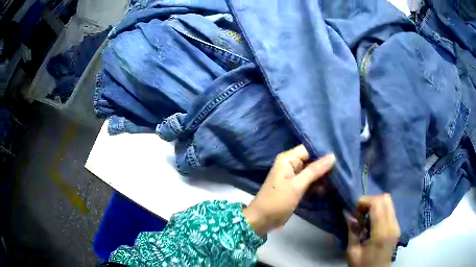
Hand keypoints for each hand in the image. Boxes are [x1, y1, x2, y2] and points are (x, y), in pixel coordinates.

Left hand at [242, 144, 334, 235]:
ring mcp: (294, 176)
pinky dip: (318, 183)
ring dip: (323, 175)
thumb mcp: (297, 185)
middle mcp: (291, 164)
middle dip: (325, 164)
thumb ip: (315, 170)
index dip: (323, 151)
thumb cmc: (278, 200)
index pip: (308, 149)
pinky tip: (331, 185)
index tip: (340, 153)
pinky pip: (310, 181)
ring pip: (312, 171)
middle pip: (311, 160)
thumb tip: (332, 156)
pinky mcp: (296, 187)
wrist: (263, 219)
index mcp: (288, 159)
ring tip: (341, 175)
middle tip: (343, 165)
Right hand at [346, 194, 400, 266]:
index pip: (378, 204)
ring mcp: (397, 225)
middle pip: (386, 199)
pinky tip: (372, 221)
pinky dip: (380, 209)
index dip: (365, 201)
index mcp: (381, 233)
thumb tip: (347, 213)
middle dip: (371, 200)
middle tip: (359, 211)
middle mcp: (392, 225)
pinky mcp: (397, 226)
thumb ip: (352, 231)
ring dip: (375, 204)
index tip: (354, 208)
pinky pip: (390, 209)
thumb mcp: (352, 252)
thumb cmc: (362, 266)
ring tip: (365, 216)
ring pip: (389, 202)